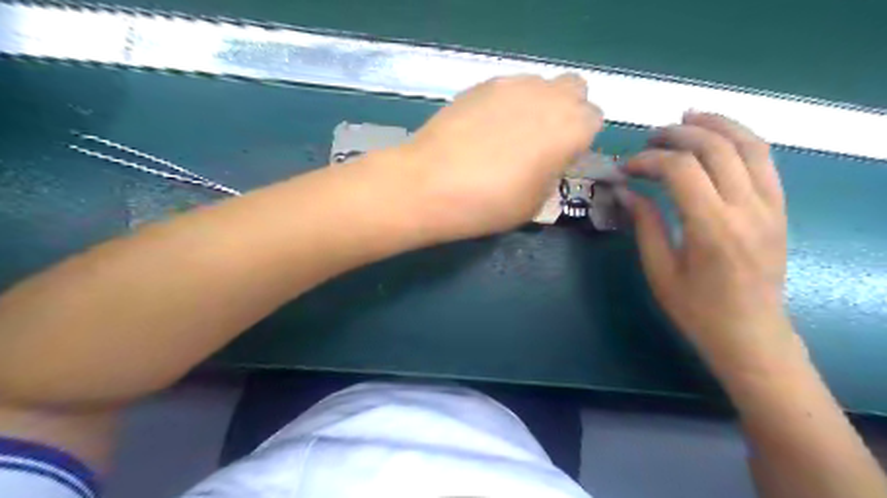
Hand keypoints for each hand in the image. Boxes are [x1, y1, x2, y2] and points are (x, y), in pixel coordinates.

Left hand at [396, 75, 603, 242]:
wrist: (430, 185)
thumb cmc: (489, 203)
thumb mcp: (535, 203)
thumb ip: (552, 173)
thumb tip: (548, 160)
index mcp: (570, 128)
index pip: (594, 119)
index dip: (579, 139)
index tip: (561, 158)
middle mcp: (548, 96)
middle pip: (574, 89)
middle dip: (566, 111)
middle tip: (542, 140)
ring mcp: (512, 85)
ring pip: (539, 85)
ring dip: (536, 105)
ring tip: (508, 135)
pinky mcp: (481, 85)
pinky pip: (507, 88)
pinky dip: (505, 104)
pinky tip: (482, 130)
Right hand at [623, 112, 797, 376]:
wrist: (751, 334)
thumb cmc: (696, 309)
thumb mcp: (659, 270)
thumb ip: (645, 224)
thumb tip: (626, 191)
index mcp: (712, 229)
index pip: (681, 170)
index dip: (649, 160)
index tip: (626, 168)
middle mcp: (747, 209)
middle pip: (715, 148)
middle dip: (677, 134)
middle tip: (649, 138)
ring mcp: (770, 206)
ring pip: (749, 145)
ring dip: (716, 124)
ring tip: (687, 117)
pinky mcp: (779, 208)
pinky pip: (765, 160)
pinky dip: (741, 139)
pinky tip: (719, 136)